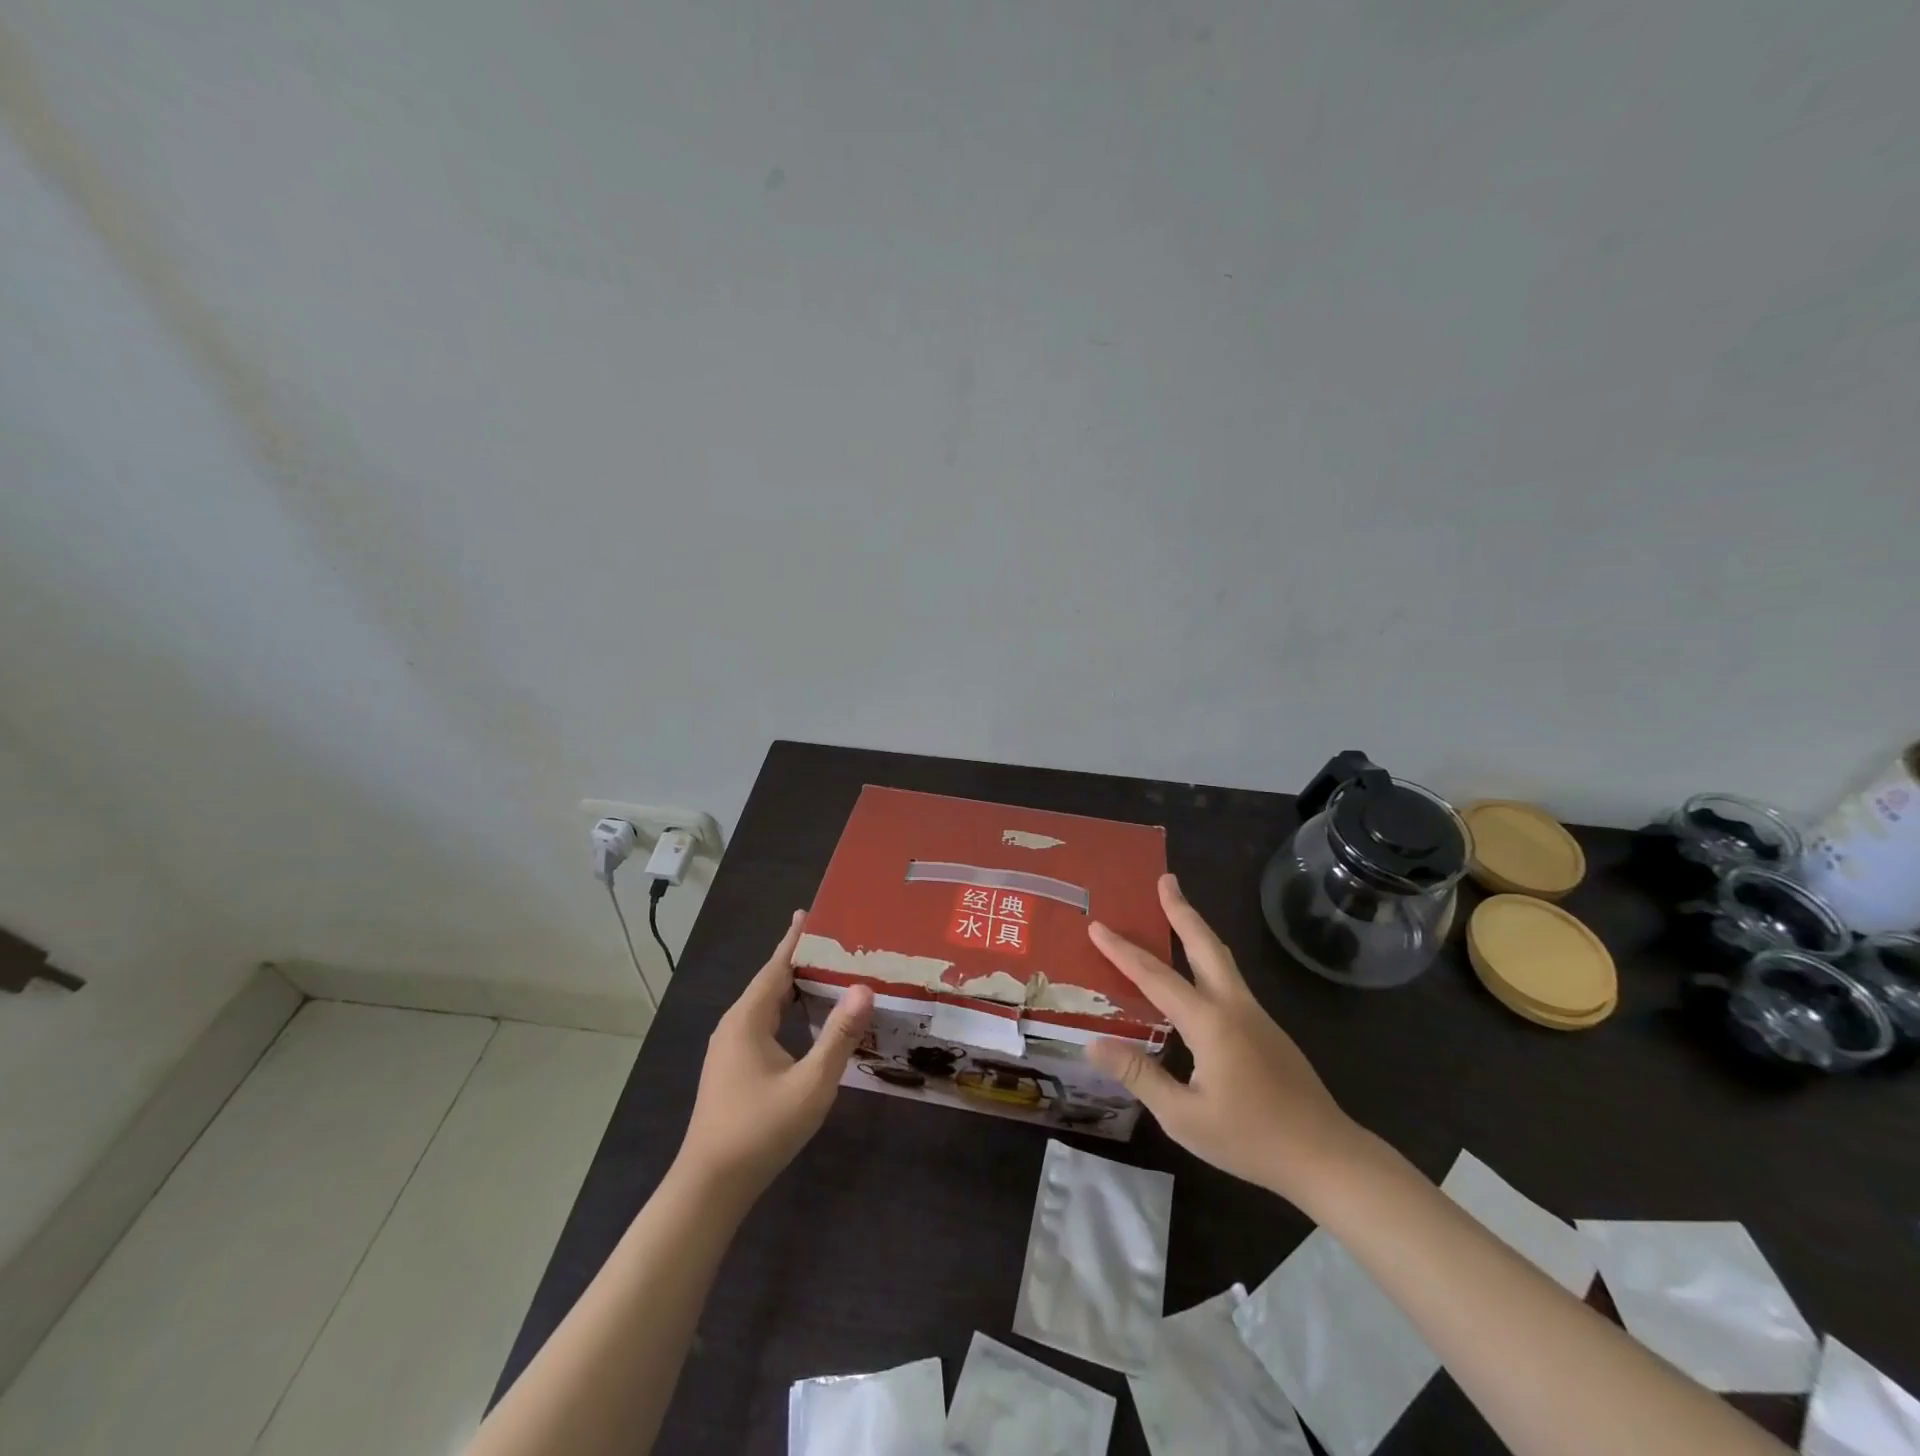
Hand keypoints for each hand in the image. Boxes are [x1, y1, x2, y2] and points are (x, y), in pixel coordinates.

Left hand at [675, 911, 873, 1204]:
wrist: (710, 1187)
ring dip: (796, 986)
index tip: (812, 911)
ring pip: (767, 1004)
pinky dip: (789, 1009)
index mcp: (748, 1018)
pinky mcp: (733, 1066)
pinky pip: (764, 1022)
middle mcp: (735, 1024)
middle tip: (837, 941)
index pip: (776, 966)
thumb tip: (864, 987)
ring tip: (829, 971)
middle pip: (771, 981)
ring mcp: (730, 1047)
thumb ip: (839, 1035)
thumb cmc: (761, 1130)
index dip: (796, 938)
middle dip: (801, 959)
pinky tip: (809, 1018)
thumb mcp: (811, 1083)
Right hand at [1087, 874, 1359, 1204]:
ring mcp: (1255, 1015)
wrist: (1326, 1156)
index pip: (1155, 976)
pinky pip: (1229, 979)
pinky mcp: (1266, 1029)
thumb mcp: (1184, 1117)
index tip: (1097, 925)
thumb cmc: (1251, 1139)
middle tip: (1165, 878)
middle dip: (1182, 909)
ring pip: (1220, 958)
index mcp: (1209, 1022)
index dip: (1122, 950)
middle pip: (1204, 944)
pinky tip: (1196, 974)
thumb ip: (1139, 1076)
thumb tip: (1094, 1044)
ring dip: (1196, 929)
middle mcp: (1233, 1006)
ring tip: (1177, 909)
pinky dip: (1206, 958)